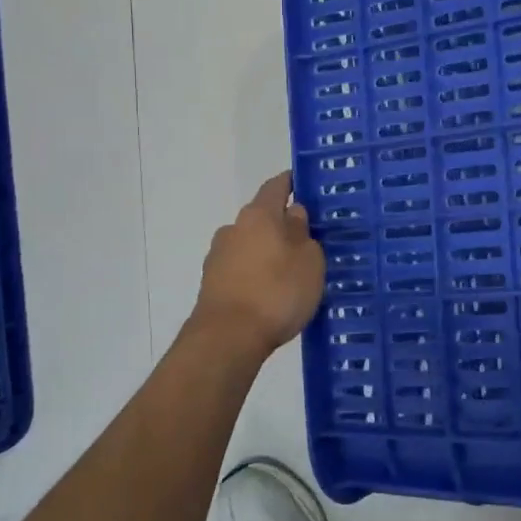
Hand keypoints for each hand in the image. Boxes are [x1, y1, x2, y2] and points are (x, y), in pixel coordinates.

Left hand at [194, 171, 325, 356]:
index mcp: (259, 215)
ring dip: (268, 251)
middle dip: (282, 224)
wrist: (228, 338)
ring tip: (291, 271)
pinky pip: (241, 268)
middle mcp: (234, 228)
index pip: (276, 186)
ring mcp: (218, 256)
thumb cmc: (277, 292)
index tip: (305, 183)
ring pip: (251, 244)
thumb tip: (294, 214)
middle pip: (262, 217)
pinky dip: (256, 273)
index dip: (291, 182)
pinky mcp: (212, 284)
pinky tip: (272, 291)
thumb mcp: (309, 261)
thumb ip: (303, 233)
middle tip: (308, 239)